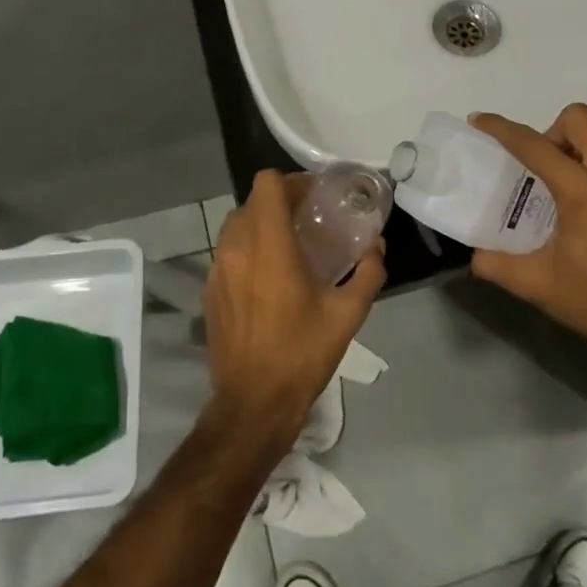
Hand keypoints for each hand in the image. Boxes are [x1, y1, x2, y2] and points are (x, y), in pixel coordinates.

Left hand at [202, 170, 385, 451]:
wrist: (253, 403)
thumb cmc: (302, 353)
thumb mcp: (347, 314)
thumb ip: (368, 273)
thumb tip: (377, 248)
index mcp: (269, 245)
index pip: (267, 183)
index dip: (292, 183)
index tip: (314, 199)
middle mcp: (237, 248)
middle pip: (252, 202)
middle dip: (280, 204)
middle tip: (308, 221)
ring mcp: (217, 270)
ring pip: (237, 226)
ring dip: (262, 226)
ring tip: (289, 248)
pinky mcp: (210, 291)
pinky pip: (228, 253)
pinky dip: (248, 251)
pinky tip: (269, 279)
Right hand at [469, 105, 586, 372]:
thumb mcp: (536, 284)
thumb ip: (496, 264)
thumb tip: (475, 255)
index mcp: (580, 191)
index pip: (532, 144)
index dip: (501, 128)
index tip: (480, 120)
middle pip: (579, 117)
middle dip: (553, 130)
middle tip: (544, 163)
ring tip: (577, 167)